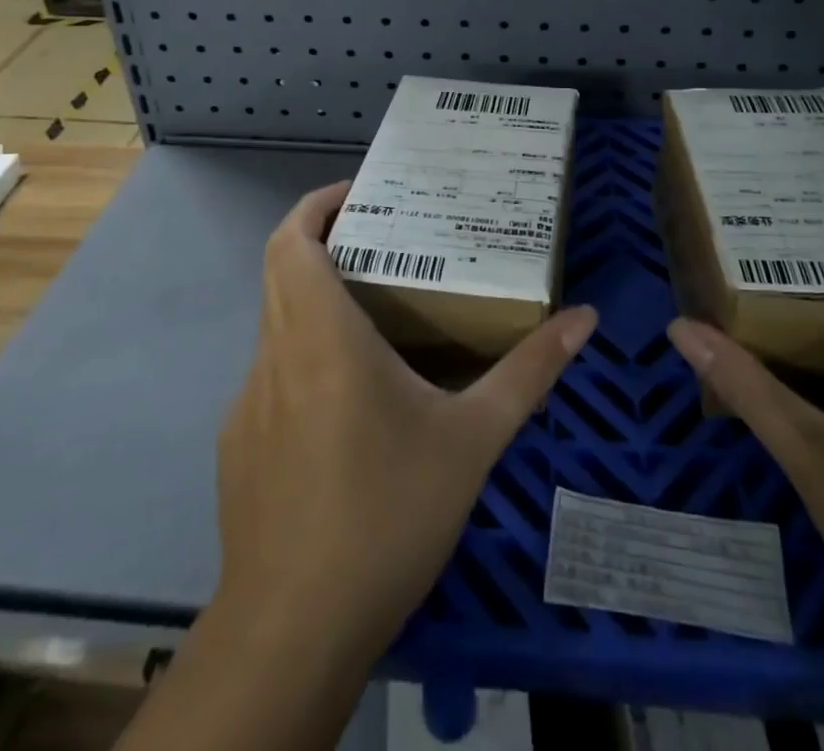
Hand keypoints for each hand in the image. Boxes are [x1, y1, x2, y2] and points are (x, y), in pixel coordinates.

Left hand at [214, 181, 597, 661]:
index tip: (360, 194)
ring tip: (377, 315)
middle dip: (324, 241)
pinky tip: (350, 406)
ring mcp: (247, 402)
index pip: (289, 239)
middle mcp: (274, 355)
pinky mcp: (237, 445)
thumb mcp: (473, 440)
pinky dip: (305, 358)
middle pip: (280, 268)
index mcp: (319, 336)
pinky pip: (272, 376)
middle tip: (385, 240)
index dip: (316, 204)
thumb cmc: (387, 514)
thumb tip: (585, 319)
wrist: (295, 629)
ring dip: (316, 302)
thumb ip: (528, 373)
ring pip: (276, 323)